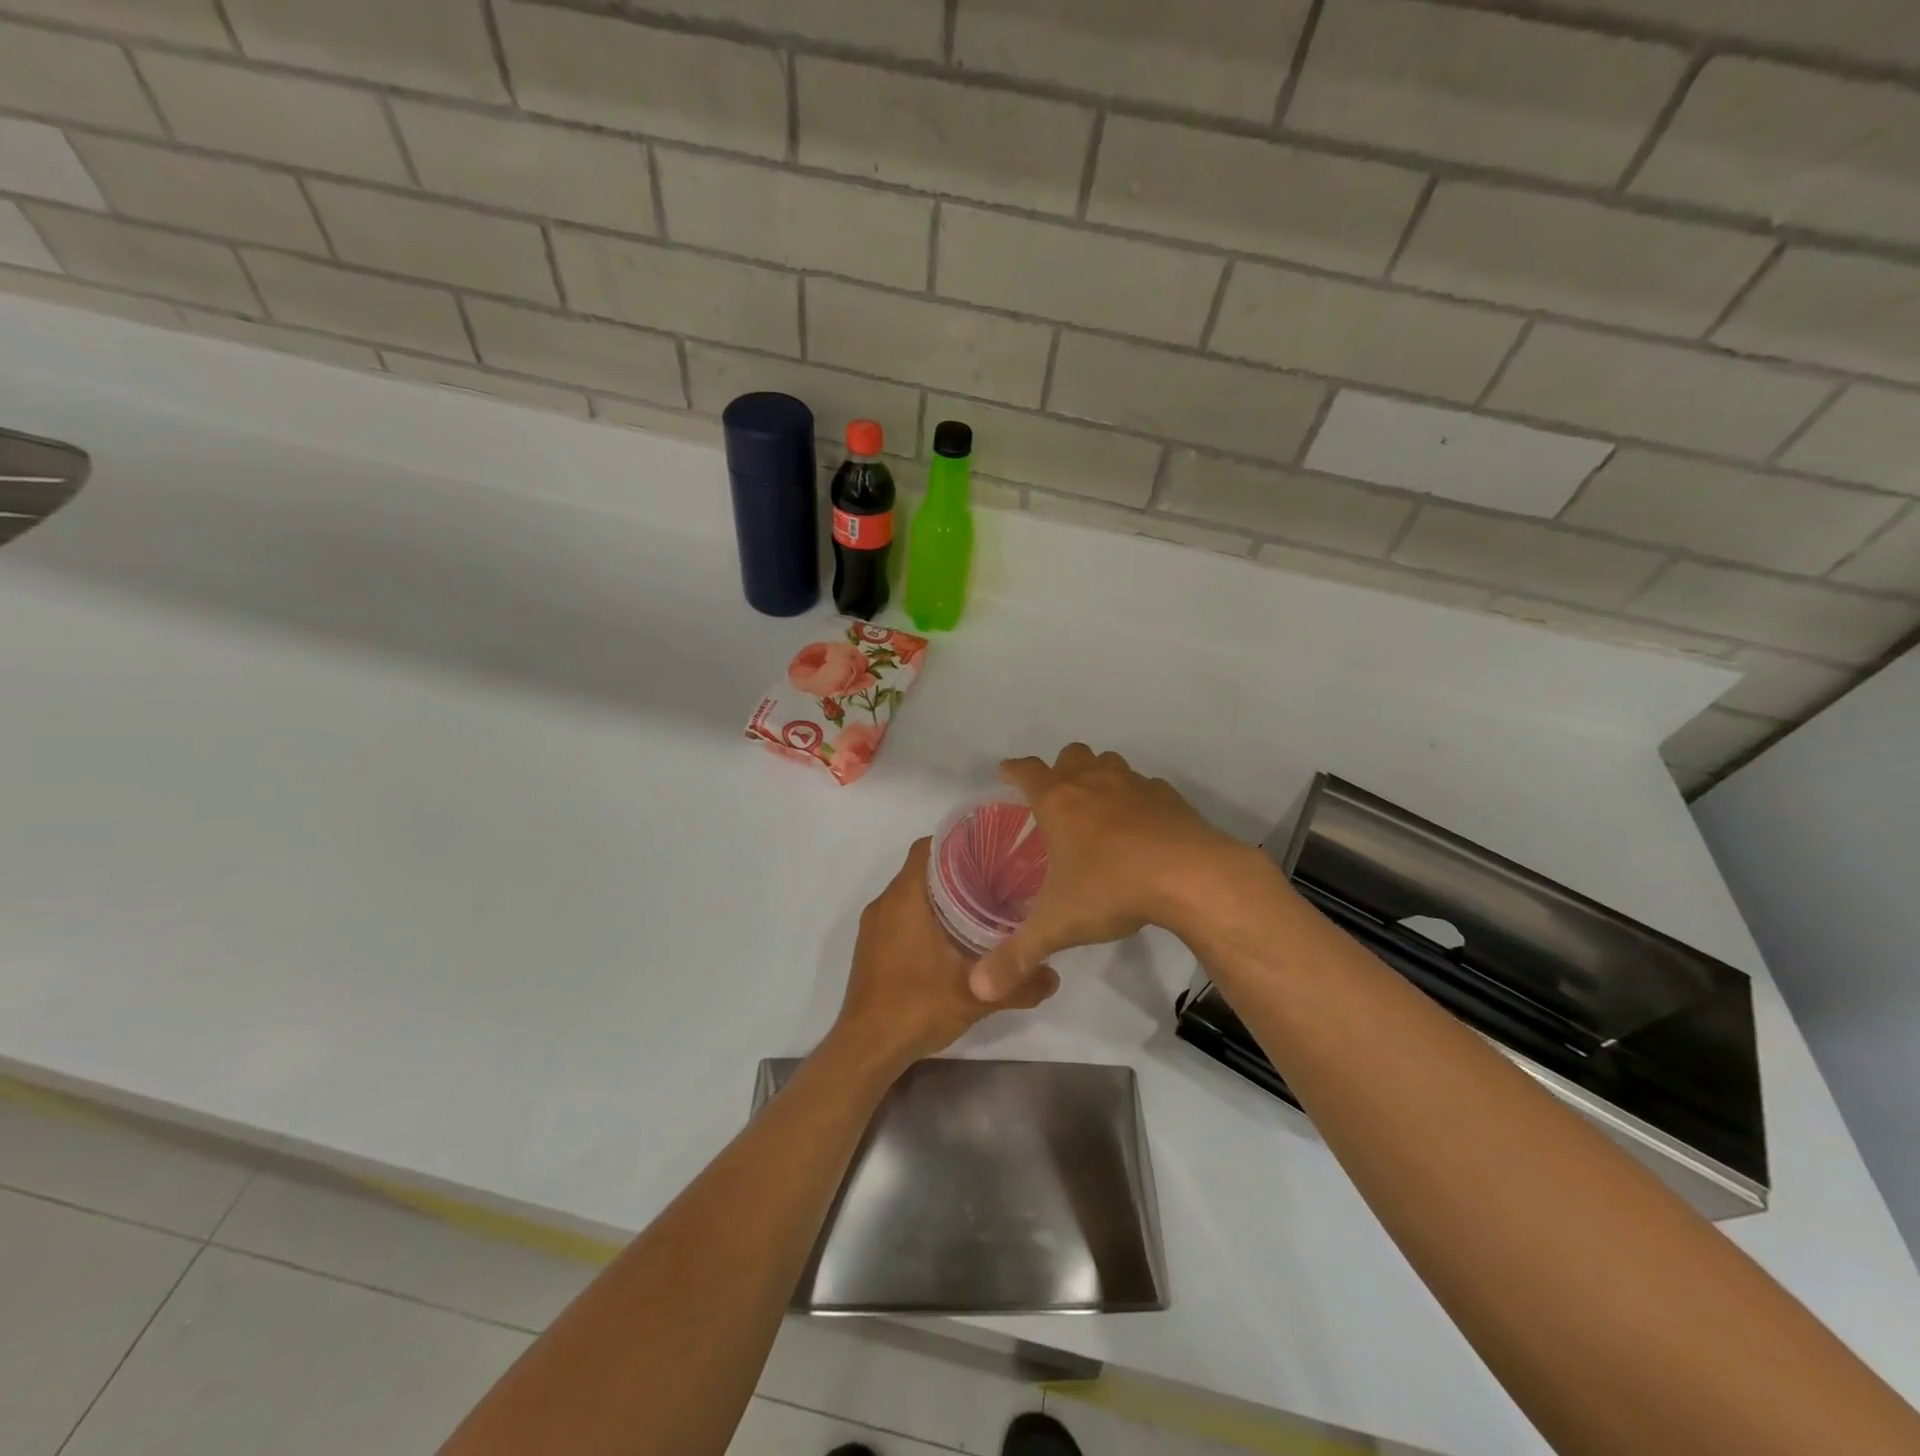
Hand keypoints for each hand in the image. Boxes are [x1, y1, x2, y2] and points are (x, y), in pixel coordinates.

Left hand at [830, 837, 1059, 1072]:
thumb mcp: (976, 996)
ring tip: (980, 905)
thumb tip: (1054, 976)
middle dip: (956, 870)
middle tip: (996, 879)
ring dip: (940, 895)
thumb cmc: (917, 1007)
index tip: (991, 850)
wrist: (866, 1048)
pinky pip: (900, 915)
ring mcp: (873, 926)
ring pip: (910, 893)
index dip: (959, 842)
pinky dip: (924, 915)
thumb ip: (1019, 985)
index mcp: (905, 898)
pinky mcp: (871, 947)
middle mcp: (885, 903)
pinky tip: (952, 937)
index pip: (929, 847)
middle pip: (922, 869)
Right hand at [968, 744, 1250, 1001]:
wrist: (1191, 876)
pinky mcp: (1168, 796)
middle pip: (1070, 755)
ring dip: (1098, 775)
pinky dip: (1137, 798)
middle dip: (1060, 769)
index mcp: (1058, 802)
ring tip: (1098, 810)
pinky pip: (1145, 786)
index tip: (1006, 773)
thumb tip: (979, 989)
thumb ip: (1017, 955)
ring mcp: (1134, 785)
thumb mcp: (1057, 927)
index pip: (1026, 771)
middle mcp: (1093, 783)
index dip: (1013, 770)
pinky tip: (1142, 828)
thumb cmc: (1112, 889)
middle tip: (1057, 800)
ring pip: (1109, 762)